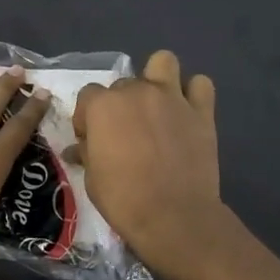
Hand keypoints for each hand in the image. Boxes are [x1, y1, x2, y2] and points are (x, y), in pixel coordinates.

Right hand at [72, 50, 228, 276]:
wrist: (173, 216)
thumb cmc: (123, 199)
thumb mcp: (92, 178)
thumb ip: (87, 153)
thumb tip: (78, 148)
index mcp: (103, 106)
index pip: (88, 96)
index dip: (87, 117)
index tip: (92, 139)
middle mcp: (137, 91)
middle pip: (123, 84)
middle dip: (121, 104)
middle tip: (125, 133)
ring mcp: (172, 98)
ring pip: (163, 62)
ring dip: (157, 78)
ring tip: (156, 105)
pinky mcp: (201, 111)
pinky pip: (200, 84)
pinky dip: (193, 94)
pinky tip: (186, 112)